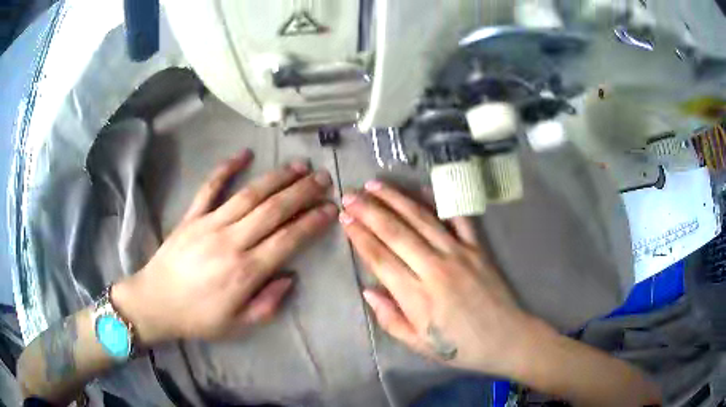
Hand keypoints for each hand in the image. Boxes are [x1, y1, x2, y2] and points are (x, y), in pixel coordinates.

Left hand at [113, 149, 337, 345]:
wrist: (155, 302)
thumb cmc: (198, 318)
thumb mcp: (238, 325)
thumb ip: (268, 304)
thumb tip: (290, 276)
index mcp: (245, 271)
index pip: (288, 239)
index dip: (312, 222)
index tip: (330, 209)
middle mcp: (231, 241)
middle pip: (273, 210)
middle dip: (302, 192)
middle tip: (323, 178)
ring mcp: (209, 224)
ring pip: (249, 194)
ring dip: (277, 178)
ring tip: (299, 166)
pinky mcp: (191, 216)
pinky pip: (210, 187)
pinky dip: (227, 168)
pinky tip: (244, 154)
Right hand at [339, 180, 549, 375]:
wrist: (506, 338)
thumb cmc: (460, 347)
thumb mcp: (419, 344)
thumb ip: (390, 319)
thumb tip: (367, 291)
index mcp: (417, 296)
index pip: (380, 258)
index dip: (360, 236)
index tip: (345, 218)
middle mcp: (435, 268)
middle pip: (396, 232)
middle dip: (369, 211)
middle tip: (350, 194)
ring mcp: (459, 253)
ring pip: (421, 219)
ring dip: (396, 199)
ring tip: (375, 185)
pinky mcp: (478, 248)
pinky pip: (458, 218)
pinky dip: (440, 201)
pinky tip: (422, 188)